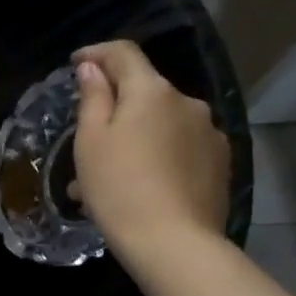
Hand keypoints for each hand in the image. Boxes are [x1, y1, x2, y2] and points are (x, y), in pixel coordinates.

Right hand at [71, 40, 229, 250]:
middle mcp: (187, 102)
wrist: (173, 243)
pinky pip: (179, 149)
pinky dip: (156, 158)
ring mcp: (209, 134)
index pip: (124, 53)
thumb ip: (93, 97)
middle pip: (145, 92)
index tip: (76, 63)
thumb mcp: (91, 141)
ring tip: (108, 176)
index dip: (97, 53)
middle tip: (86, 138)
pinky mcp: (220, 164)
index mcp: (152, 91)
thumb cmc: (119, 188)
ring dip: (135, 139)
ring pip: (161, 125)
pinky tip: (139, 188)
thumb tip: (94, 68)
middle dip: (115, 108)